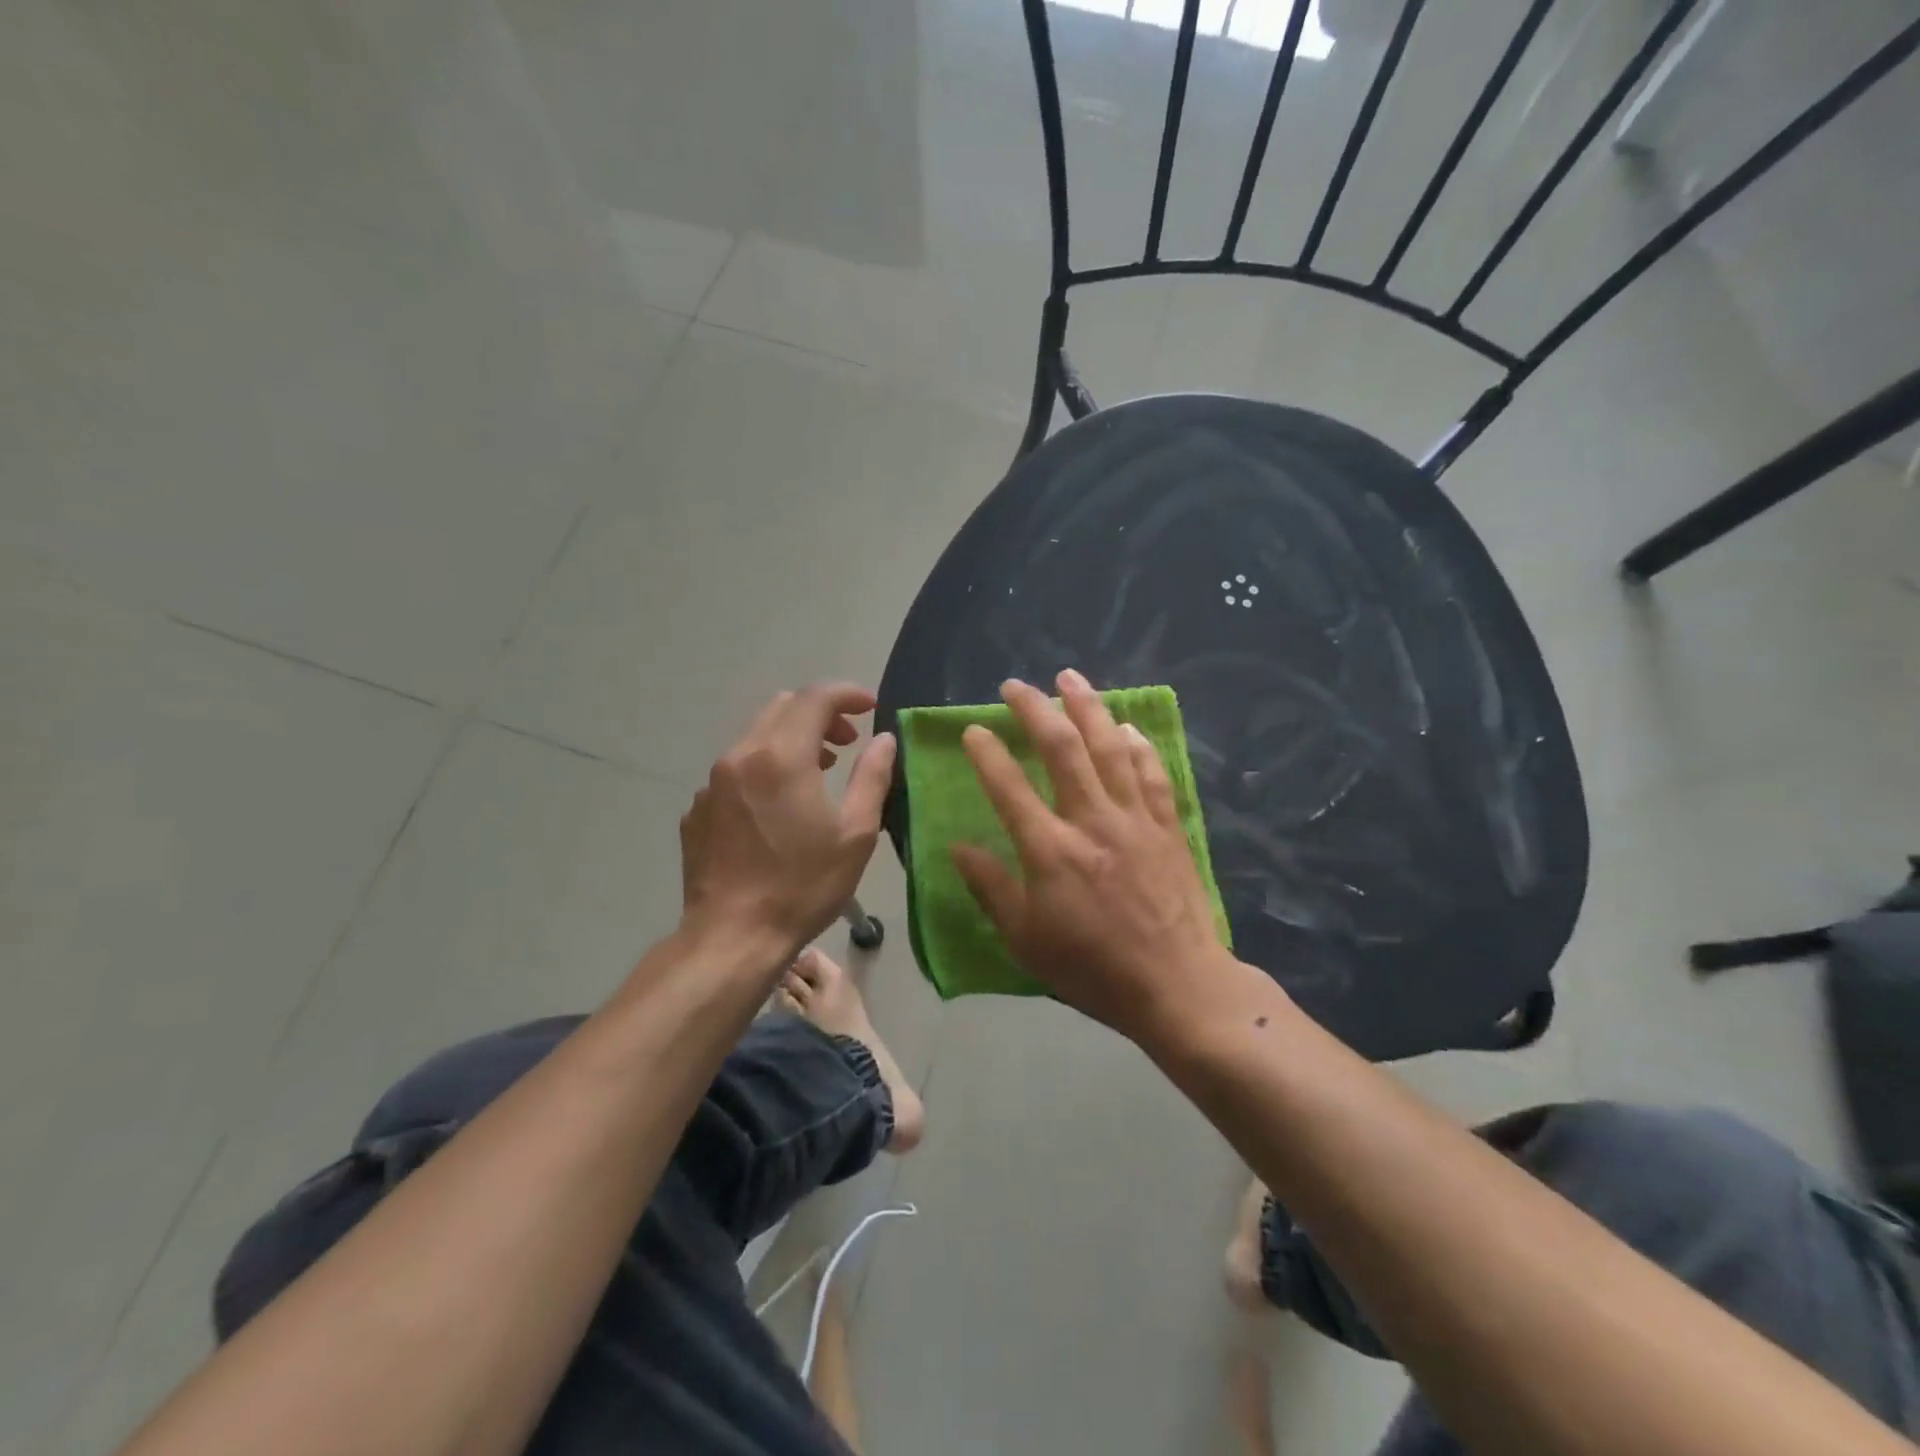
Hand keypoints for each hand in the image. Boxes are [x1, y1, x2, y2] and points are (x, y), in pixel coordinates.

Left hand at [679, 683, 896, 955]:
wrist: (732, 937)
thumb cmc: (803, 885)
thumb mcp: (855, 833)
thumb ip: (873, 776)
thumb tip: (883, 739)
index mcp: (781, 756)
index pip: (815, 697)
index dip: (847, 693)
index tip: (870, 706)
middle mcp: (740, 756)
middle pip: (782, 708)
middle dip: (820, 713)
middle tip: (849, 741)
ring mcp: (711, 783)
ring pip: (756, 737)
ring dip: (792, 740)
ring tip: (820, 770)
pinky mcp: (698, 809)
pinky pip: (736, 770)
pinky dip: (765, 769)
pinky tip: (779, 808)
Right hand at [951, 670, 1234, 1040]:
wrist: (1177, 985)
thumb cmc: (1092, 968)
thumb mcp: (1026, 939)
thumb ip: (991, 888)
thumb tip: (958, 846)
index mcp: (1051, 851)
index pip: (1009, 787)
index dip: (987, 753)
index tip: (973, 730)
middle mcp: (1092, 821)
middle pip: (1062, 748)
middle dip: (1034, 710)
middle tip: (1015, 686)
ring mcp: (1135, 819)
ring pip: (1109, 748)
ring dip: (1087, 707)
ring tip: (1069, 677)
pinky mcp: (1168, 826)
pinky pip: (1152, 773)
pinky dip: (1138, 745)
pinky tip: (1127, 726)